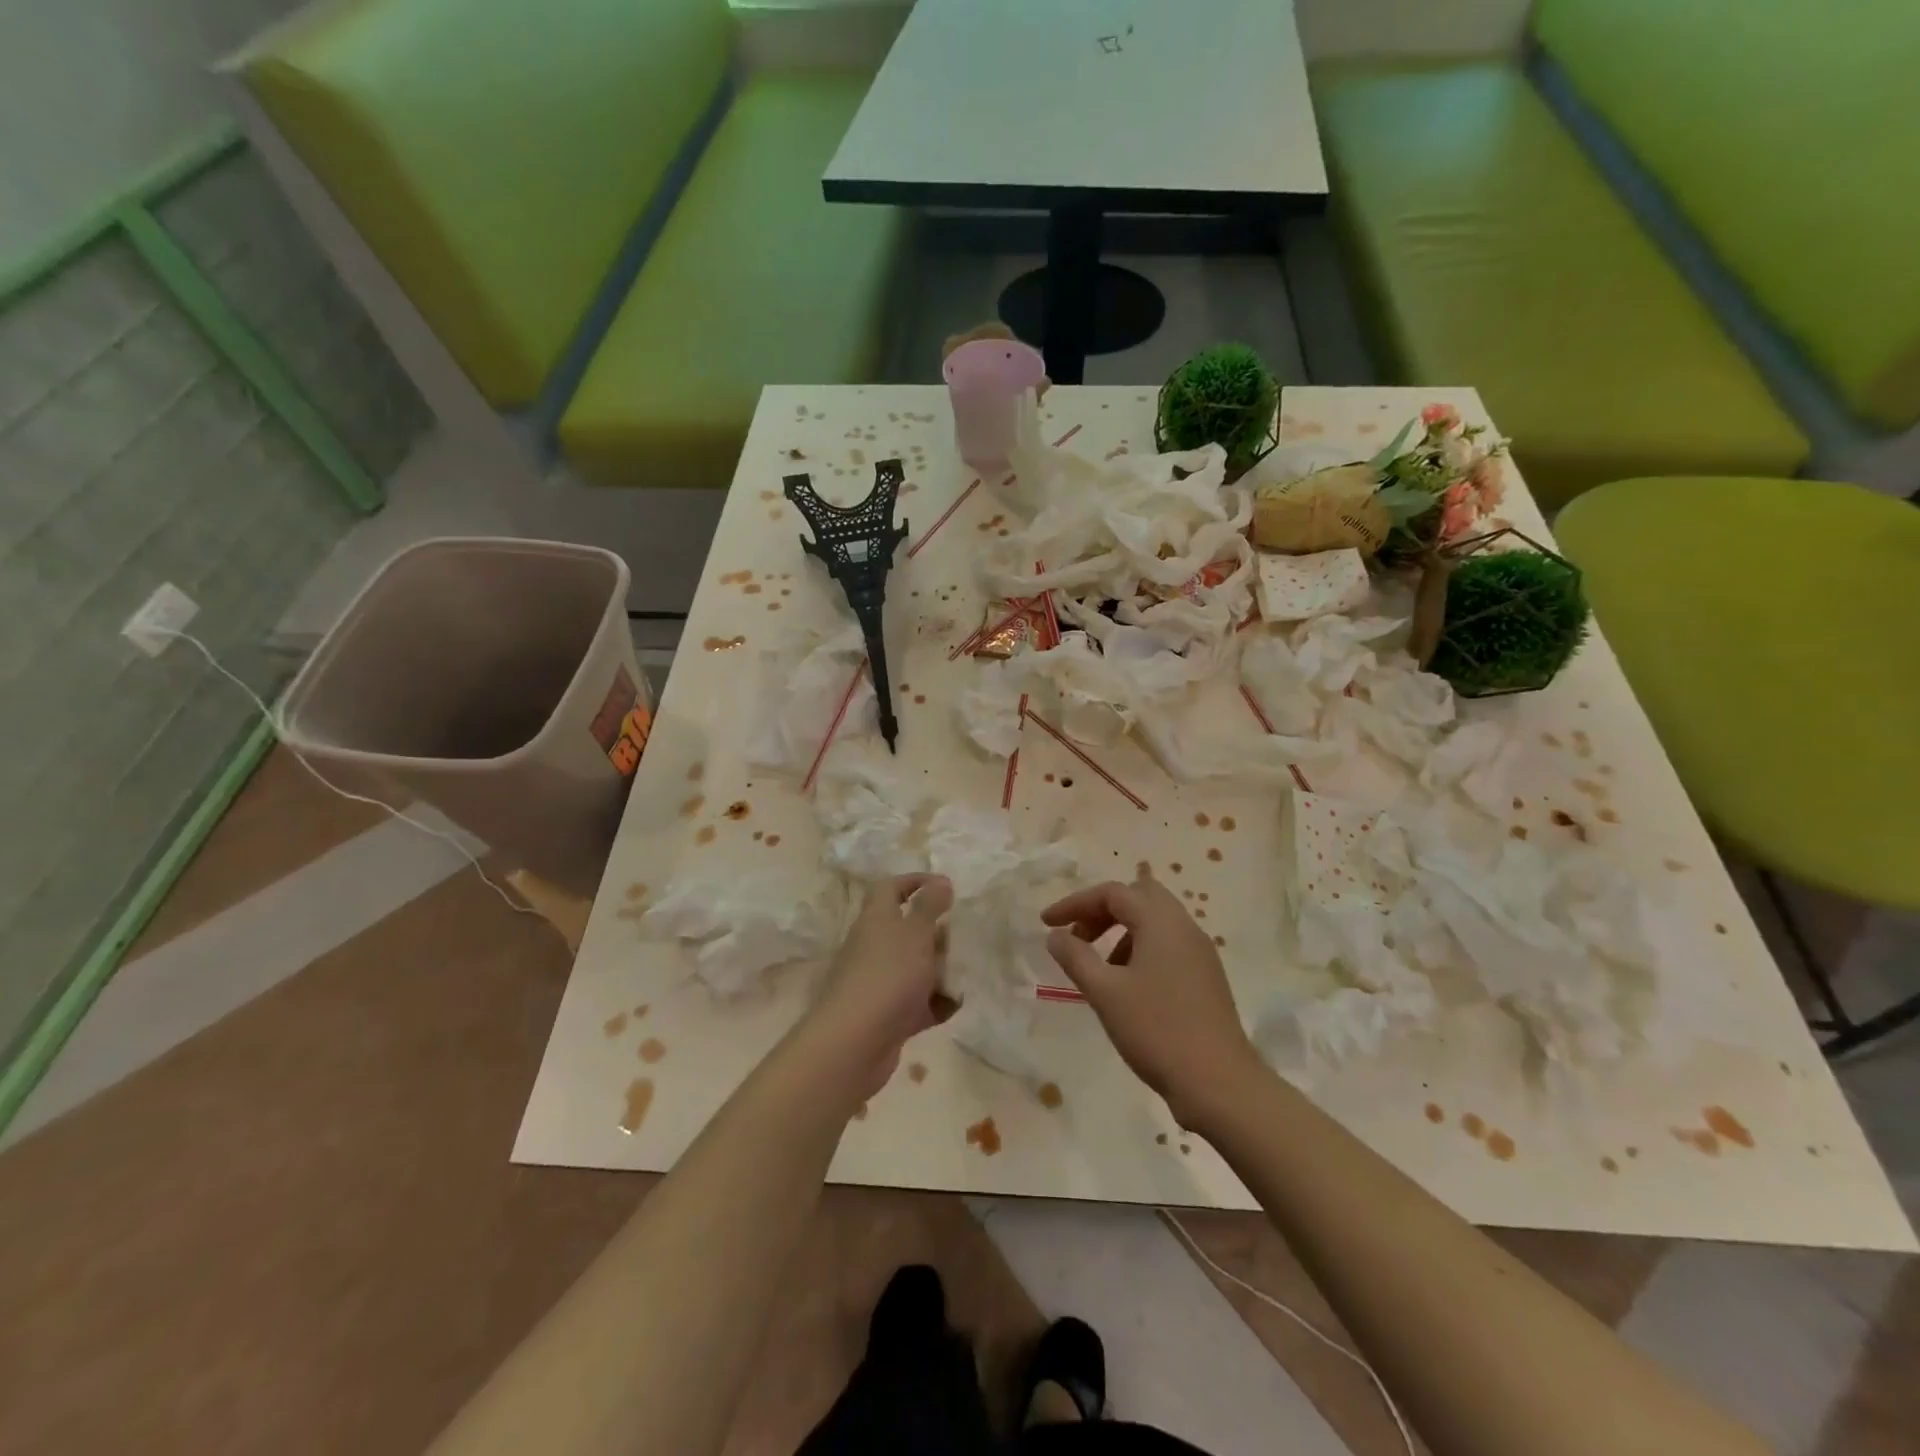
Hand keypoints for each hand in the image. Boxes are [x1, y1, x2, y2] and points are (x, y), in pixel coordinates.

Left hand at [807, 874, 953, 1101]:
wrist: (855, 1042)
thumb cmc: (889, 975)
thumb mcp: (916, 933)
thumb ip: (930, 906)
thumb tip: (940, 881)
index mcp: (877, 919)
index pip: (891, 888)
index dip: (915, 881)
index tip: (946, 886)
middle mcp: (874, 946)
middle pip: (906, 930)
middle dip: (937, 931)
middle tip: (966, 933)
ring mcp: (880, 982)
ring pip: (914, 967)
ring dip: (940, 969)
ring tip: (970, 968)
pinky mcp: (888, 1015)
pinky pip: (917, 1003)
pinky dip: (936, 1004)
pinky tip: (957, 1005)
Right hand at [1042, 875, 1263, 1127]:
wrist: (1220, 1084)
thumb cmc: (1157, 1030)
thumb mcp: (1105, 992)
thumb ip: (1075, 957)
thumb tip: (1056, 935)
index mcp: (1161, 922)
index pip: (1112, 893)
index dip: (1075, 903)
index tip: (1046, 924)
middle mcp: (1184, 927)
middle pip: (1138, 897)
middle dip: (1101, 911)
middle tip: (1077, 936)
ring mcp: (1200, 952)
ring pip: (1154, 922)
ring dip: (1120, 932)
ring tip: (1098, 967)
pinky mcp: (1206, 977)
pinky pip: (1167, 945)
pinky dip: (1140, 950)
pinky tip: (1127, 986)